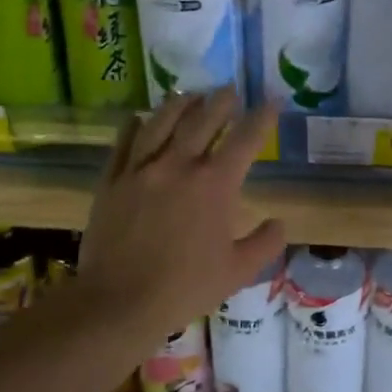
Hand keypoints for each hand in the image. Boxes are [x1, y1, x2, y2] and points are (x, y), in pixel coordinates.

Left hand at [80, 90, 286, 339]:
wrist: (120, 301)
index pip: (245, 139)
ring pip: (160, 122)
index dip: (262, 117)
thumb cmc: (185, 288)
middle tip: (229, 90)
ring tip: (188, 94)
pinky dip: (133, 126)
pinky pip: (122, 144)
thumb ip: (265, 243)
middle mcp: (178, 165)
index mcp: (215, 185)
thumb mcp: (238, 271)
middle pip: (202, 120)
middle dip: (220, 101)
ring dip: (179, 104)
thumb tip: (280, 223)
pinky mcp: (111, 181)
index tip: (272, 101)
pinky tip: (137, 118)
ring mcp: (140, 170)